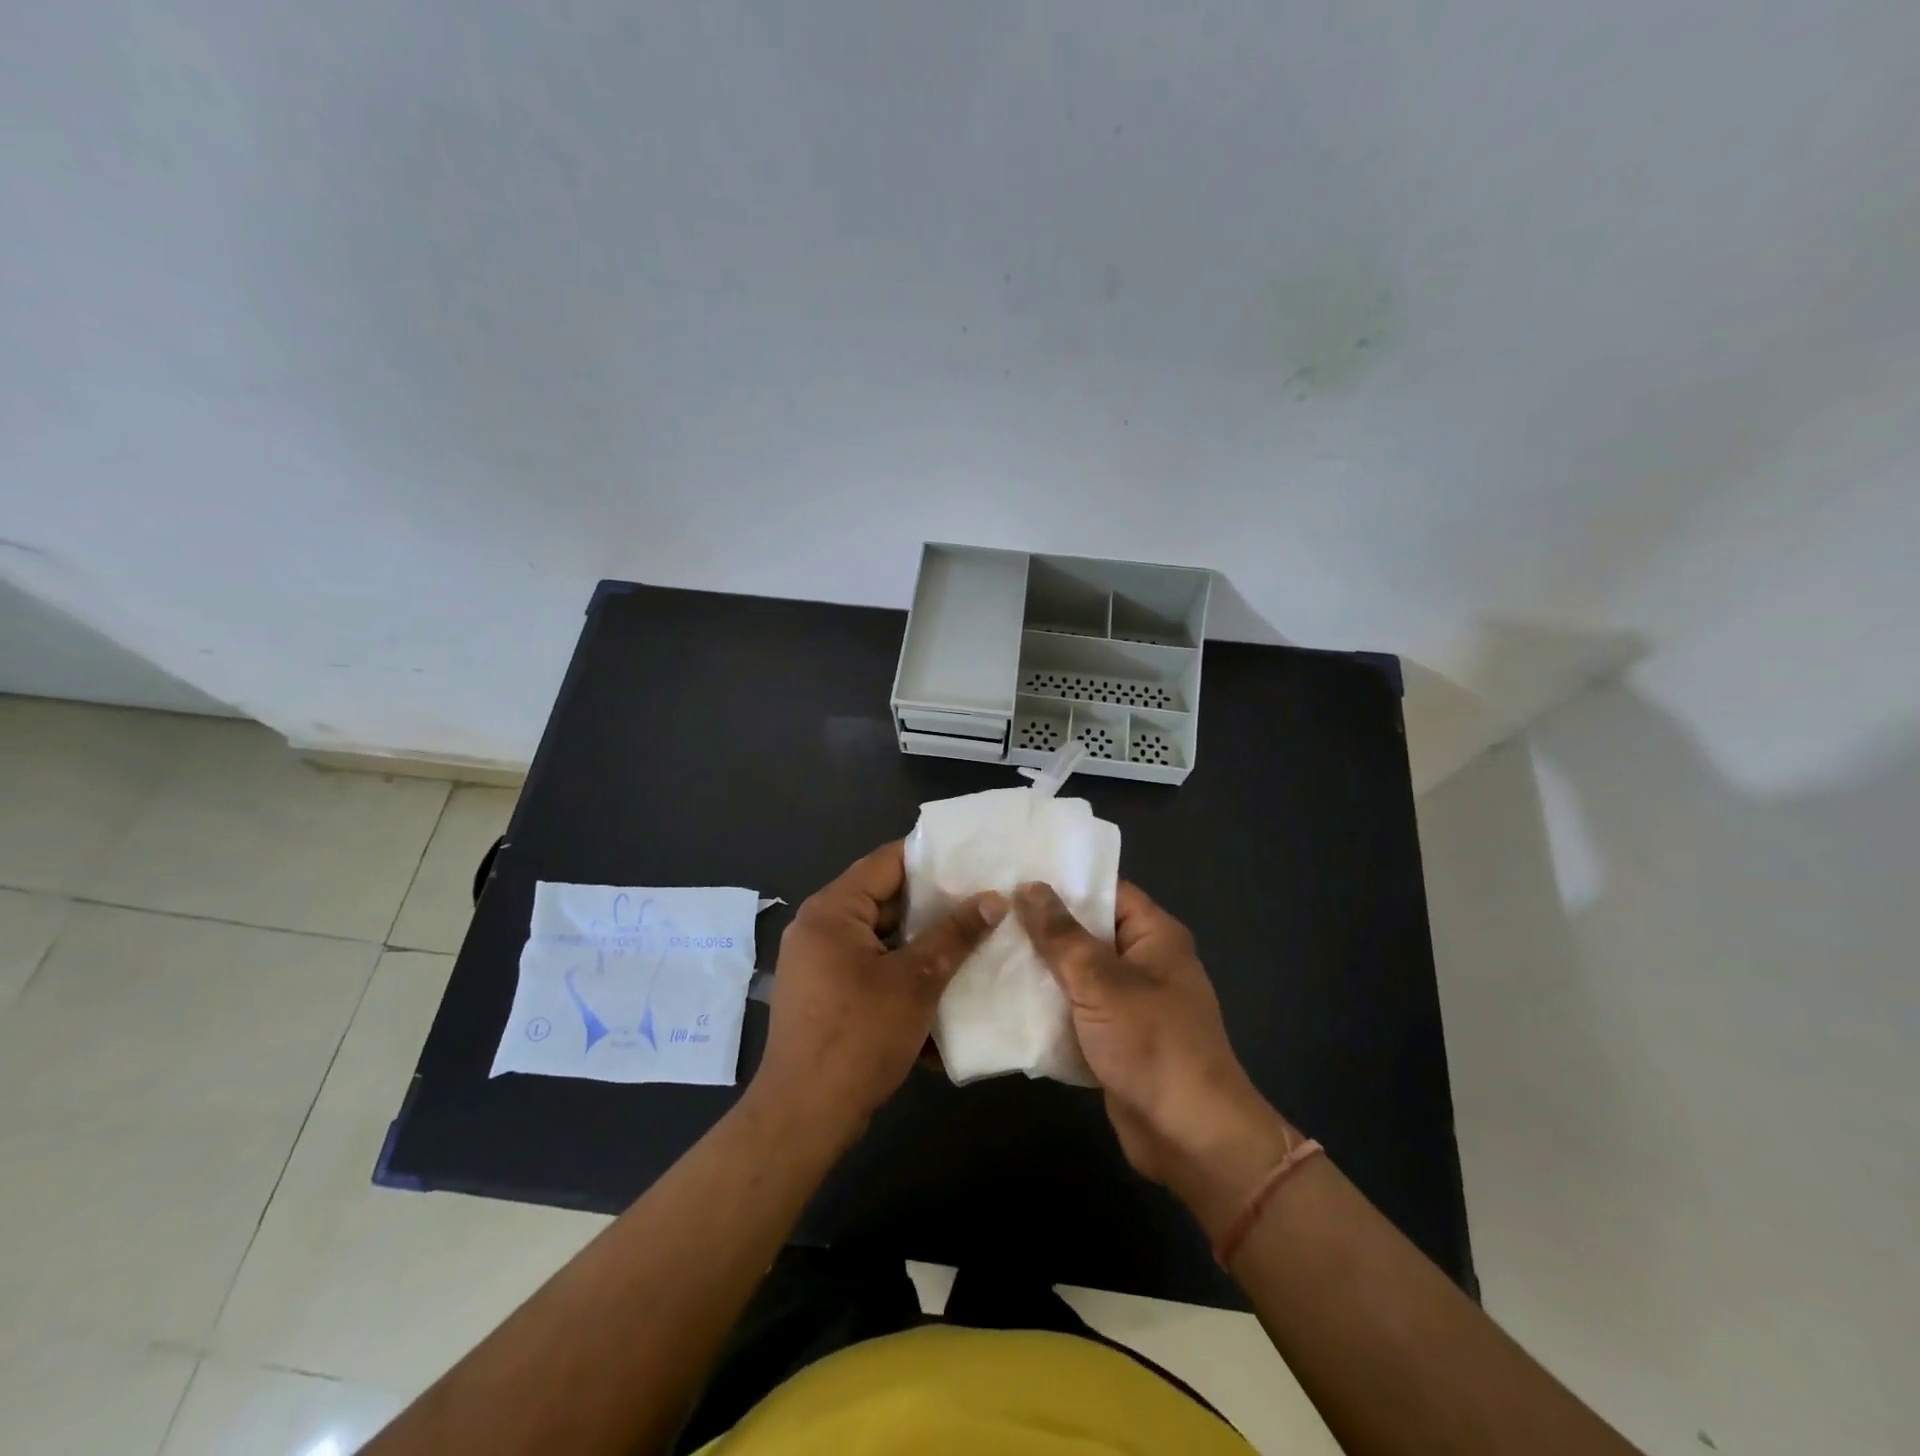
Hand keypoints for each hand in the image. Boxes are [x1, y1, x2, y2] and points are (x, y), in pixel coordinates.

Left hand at [754, 842, 1003, 1141]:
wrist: (804, 1117)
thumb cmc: (858, 1036)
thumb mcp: (916, 981)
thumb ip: (955, 935)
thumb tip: (994, 900)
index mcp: (832, 910)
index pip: (886, 862)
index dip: (931, 858)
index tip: (973, 860)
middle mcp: (819, 928)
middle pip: (884, 900)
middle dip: (933, 905)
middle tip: (983, 901)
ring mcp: (819, 963)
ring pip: (881, 937)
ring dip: (922, 942)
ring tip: (973, 938)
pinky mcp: (826, 994)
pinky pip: (871, 967)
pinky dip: (903, 971)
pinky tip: (942, 984)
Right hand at [1015, 881, 1294, 1233]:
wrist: (1189, 1136)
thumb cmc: (1152, 1044)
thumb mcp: (1101, 983)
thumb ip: (1062, 936)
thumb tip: (1030, 886)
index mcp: (1155, 936)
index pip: (1106, 891)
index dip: (1063, 882)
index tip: (1014, 872)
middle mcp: (1145, 961)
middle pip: (1088, 930)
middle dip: (1043, 925)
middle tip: (991, 909)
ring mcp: (1131, 1002)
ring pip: (1079, 972)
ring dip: (1041, 967)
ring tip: (986, 946)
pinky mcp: (1116, 1037)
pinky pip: (1077, 1008)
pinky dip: (1049, 1004)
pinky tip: (1005, 995)